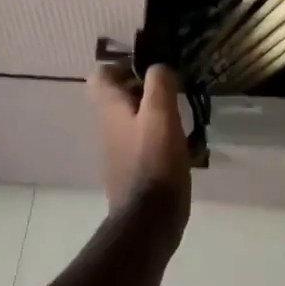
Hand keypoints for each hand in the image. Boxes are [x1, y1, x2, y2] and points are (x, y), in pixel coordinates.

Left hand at [89, 62, 192, 220]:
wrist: (149, 220)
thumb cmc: (154, 161)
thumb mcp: (161, 113)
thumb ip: (159, 82)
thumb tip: (159, 68)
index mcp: (110, 108)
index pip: (101, 75)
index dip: (123, 65)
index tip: (151, 68)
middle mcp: (108, 126)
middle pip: (119, 96)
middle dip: (145, 88)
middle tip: (173, 89)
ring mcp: (118, 150)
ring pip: (133, 118)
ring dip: (155, 112)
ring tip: (183, 114)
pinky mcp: (132, 169)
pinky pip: (143, 141)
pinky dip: (160, 136)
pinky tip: (183, 143)